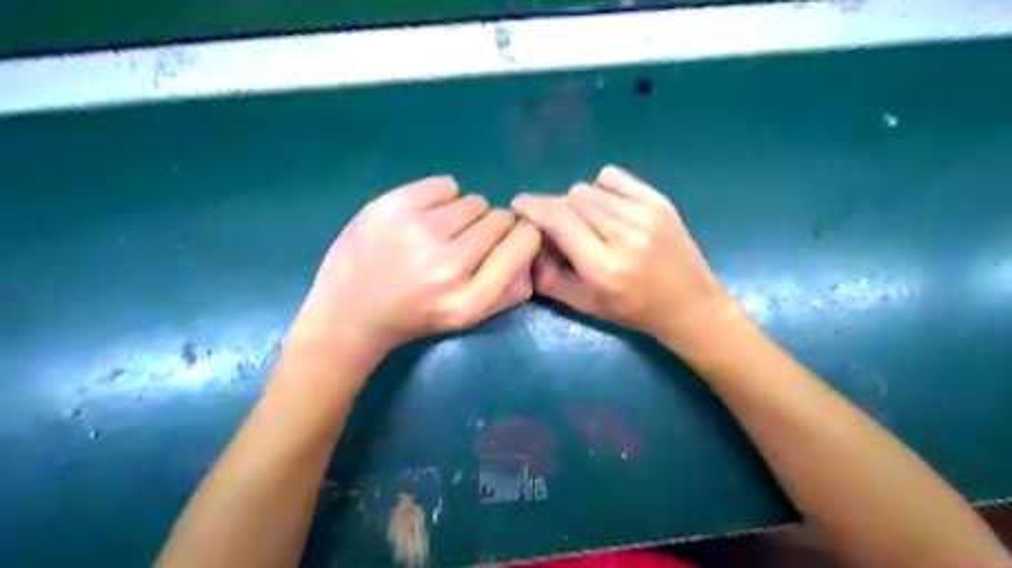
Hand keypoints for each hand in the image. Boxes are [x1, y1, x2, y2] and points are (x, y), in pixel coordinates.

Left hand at [296, 175, 540, 356]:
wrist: (349, 314)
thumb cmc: (415, 317)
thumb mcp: (466, 317)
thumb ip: (508, 290)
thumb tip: (531, 247)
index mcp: (470, 298)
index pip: (525, 242)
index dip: (523, 235)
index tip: (511, 239)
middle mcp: (448, 264)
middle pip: (500, 218)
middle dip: (491, 228)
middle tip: (466, 241)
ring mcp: (418, 231)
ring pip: (474, 201)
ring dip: (465, 215)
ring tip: (441, 232)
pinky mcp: (392, 206)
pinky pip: (445, 184)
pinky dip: (443, 198)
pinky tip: (425, 217)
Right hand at [516, 164, 735, 345]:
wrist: (689, 304)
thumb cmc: (633, 311)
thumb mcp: (584, 305)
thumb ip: (548, 276)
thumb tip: (527, 242)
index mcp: (603, 266)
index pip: (556, 219)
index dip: (531, 206)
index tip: (518, 205)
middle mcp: (624, 235)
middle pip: (569, 201)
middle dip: (553, 211)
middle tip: (556, 229)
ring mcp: (645, 213)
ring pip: (587, 189)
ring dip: (576, 204)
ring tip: (587, 224)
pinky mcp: (659, 201)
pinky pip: (611, 178)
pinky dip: (600, 190)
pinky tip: (606, 209)